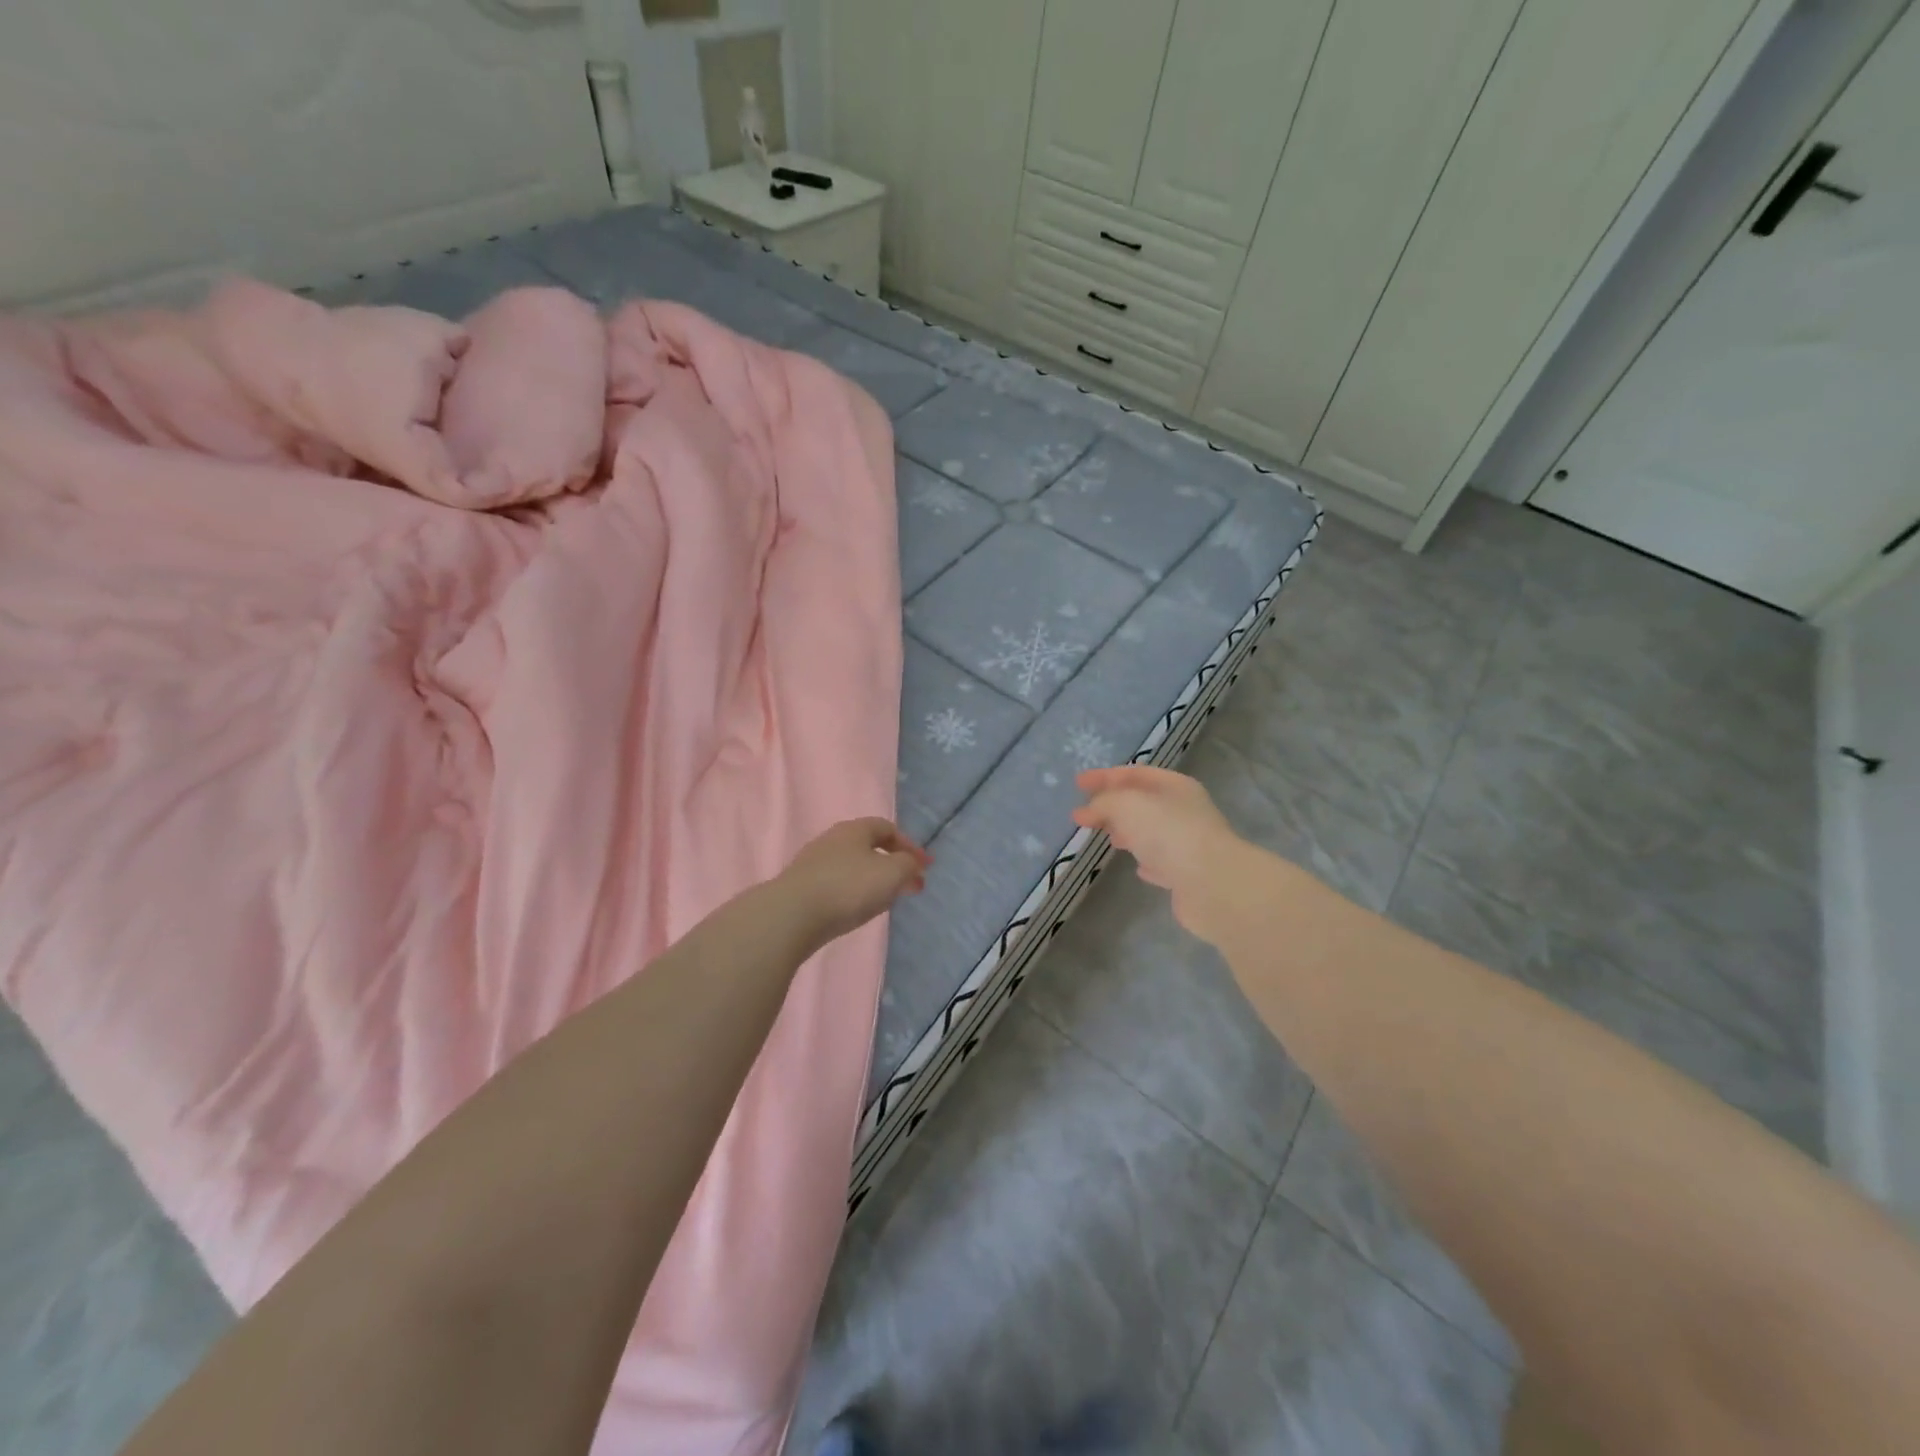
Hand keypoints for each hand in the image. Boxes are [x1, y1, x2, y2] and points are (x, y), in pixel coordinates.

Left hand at [776, 818, 930, 948]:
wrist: (791, 915)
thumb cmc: (848, 887)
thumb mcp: (891, 873)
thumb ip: (908, 865)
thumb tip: (911, 865)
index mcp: (854, 829)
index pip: (887, 828)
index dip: (910, 846)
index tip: (925, 867)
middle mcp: (832, 840)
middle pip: (869, 847)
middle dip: (893, 865)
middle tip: (910, 886)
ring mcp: (813, 863)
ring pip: (852, 866)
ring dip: (874, 880)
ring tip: (886, 901)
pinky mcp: (801, 887)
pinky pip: (836, 884)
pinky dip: (853, 893)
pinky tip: (856, 910)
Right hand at [1073, 766, 1244, 935]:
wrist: (1212, 885)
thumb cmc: (1168, 833)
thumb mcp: (1126, 805)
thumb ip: (1103, 803)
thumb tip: (1088, 811)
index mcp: (1174, 786)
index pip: (1134, 773)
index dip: (1104, 776)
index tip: (1078, 784)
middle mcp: (1184, 810)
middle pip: (1142, 802)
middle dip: (1112, 805)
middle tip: (1084, 815)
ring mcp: (1188, 843)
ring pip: (1151, 831)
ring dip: (1127, 832)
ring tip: (1106, 838)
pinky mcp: (1187, 875)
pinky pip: (1162, 862)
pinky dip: (1146, 860)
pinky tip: (1137, 868)